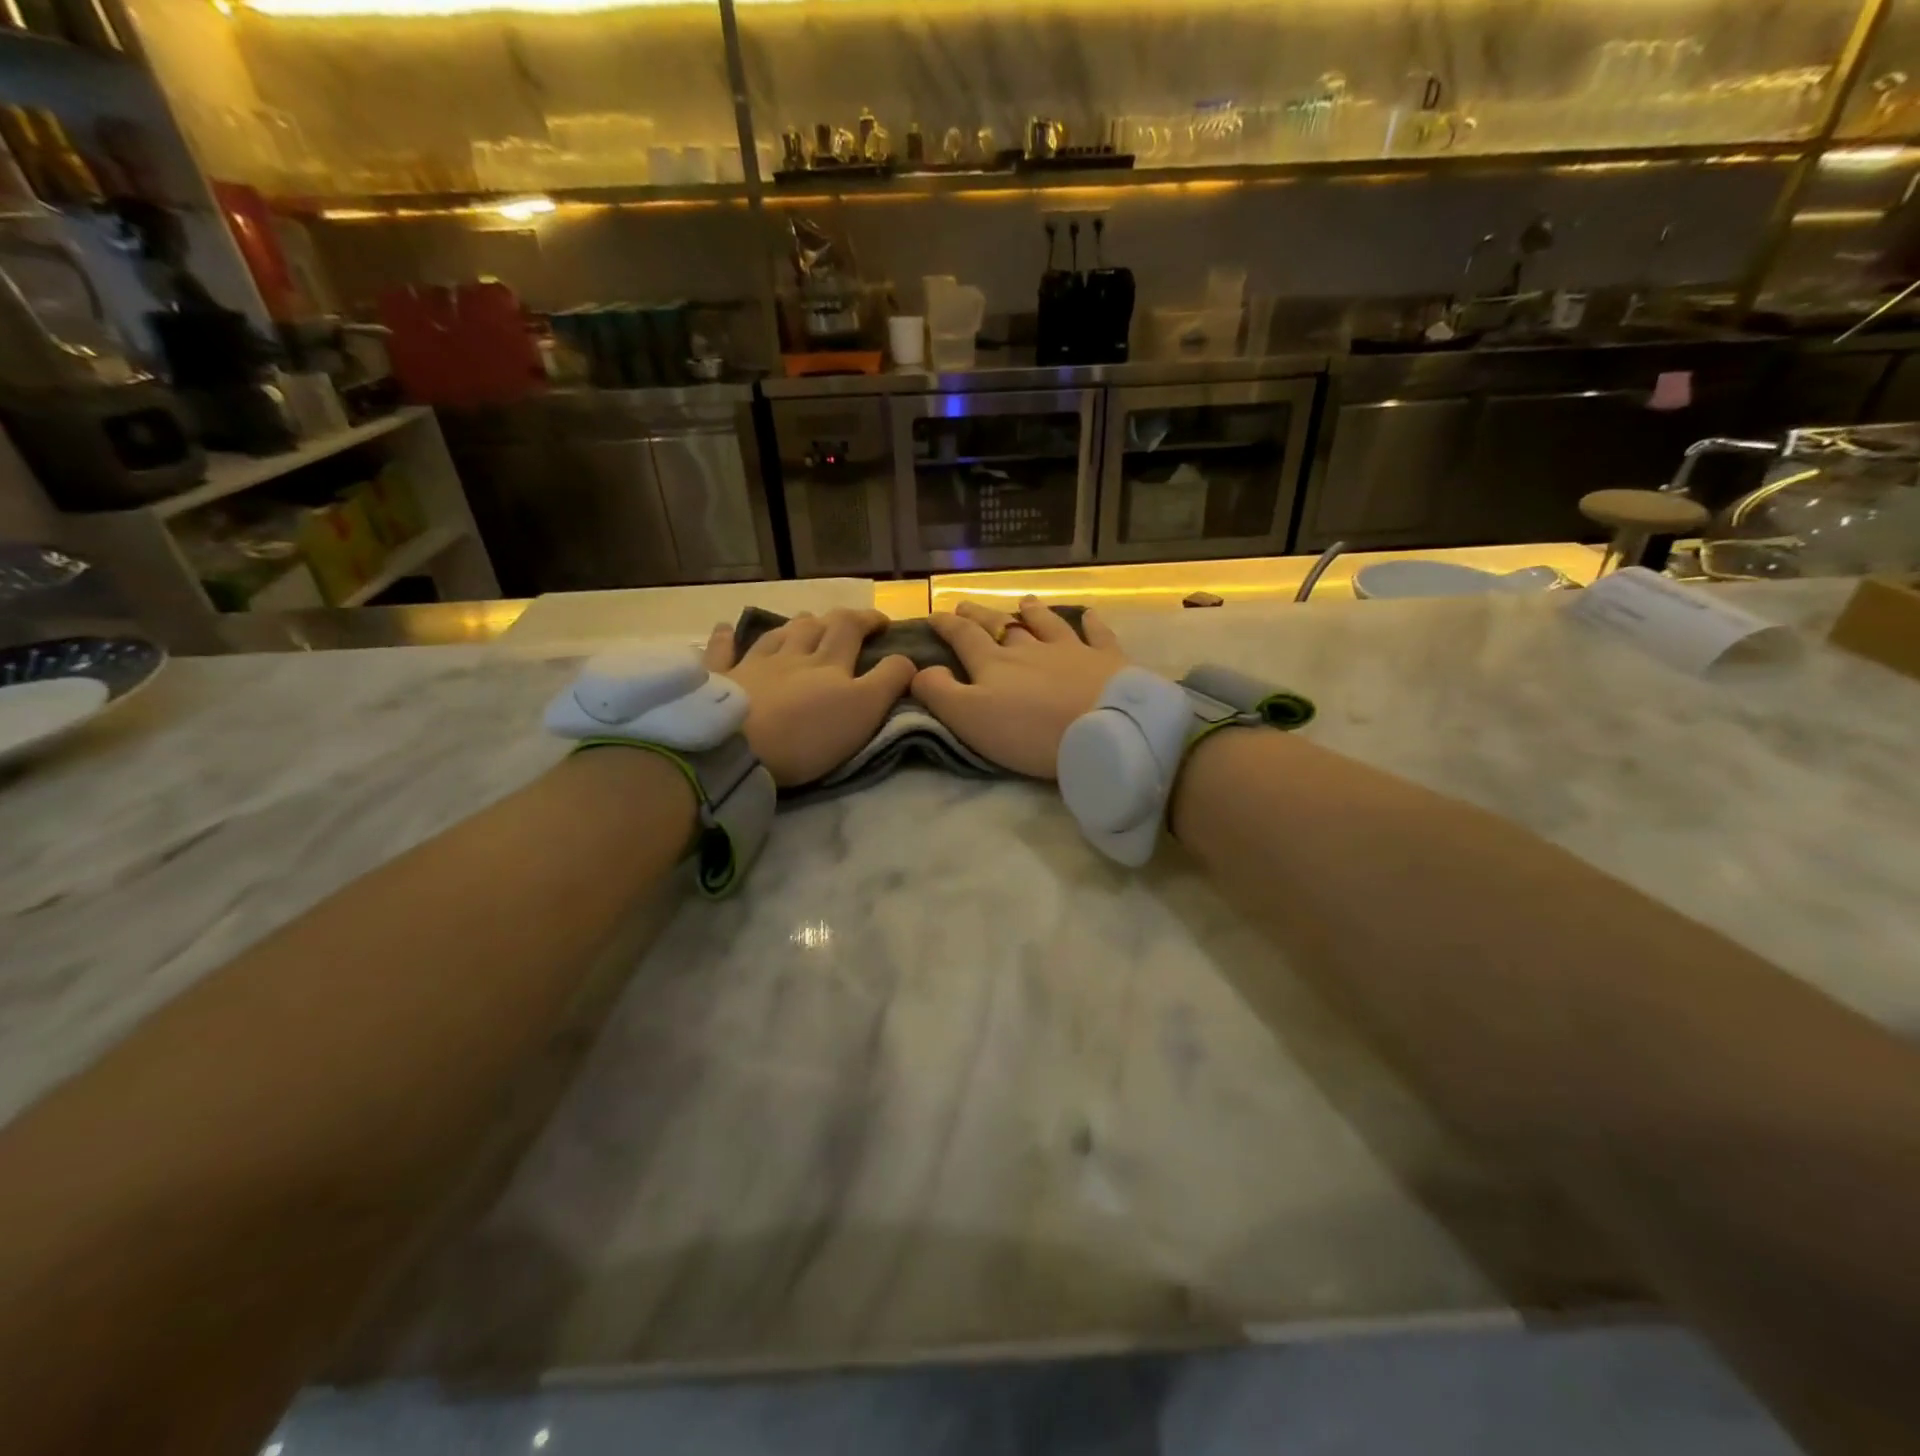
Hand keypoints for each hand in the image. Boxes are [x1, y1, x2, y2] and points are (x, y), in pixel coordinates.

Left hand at [702, 609, 913, 787]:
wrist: (737, 749)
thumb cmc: (807, 734)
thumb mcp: (864, 709)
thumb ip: (888, 681)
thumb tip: (908, 658)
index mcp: (828, 662)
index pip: (851, 628)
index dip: (869, 620)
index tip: (883, 623)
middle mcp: (791, 655)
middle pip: (813, 628)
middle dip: (833, 620)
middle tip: (845, 622)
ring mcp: (752, 666)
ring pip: (775, 636)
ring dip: (792, 626)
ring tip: (802, 621)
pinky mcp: (721, 682)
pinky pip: (722, 653)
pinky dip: (725, 639)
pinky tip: (724, 628)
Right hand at [909, 597, 1128, 778]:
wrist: (1102, 730)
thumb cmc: (1029, 731)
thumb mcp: (970, 718)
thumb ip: (940, 693)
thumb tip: (919, 669)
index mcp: (994, 664)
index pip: (964, 637)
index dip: (946, 625)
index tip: (934, 615)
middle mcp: (1030, 649)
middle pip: (1001, 626)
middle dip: (981, 615)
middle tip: (967, 605)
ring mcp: (1071, 650)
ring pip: (1047, 624)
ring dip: (1033, 612)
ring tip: (1025, 601)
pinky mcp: (1107, 661)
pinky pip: (1097, 635)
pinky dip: (1091, 623)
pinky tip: (1089, 614)